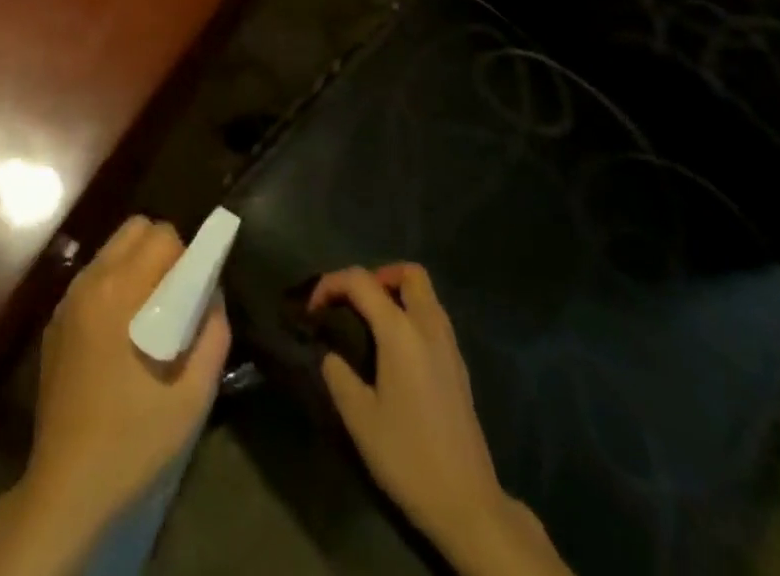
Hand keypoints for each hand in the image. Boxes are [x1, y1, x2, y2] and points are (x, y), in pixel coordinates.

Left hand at [0, 217, 228, 575]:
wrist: (67, 487)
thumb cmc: (134, 440)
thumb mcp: (193, 396)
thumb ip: (213, 335)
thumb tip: (212, 296)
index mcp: (120, 291)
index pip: (161, 235)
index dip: (186, 256)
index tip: (194, 293)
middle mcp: (90, 281)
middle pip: (134, 229)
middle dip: (161, 251)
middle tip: (175, 297)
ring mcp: (67, 300)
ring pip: (111, 250)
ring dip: (136, 266)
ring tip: (149, 315)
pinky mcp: (55, 322)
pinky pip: (92, 278)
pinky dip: (113, 285)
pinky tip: (120, 335)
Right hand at [312, 265, 569, 575]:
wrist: (468, 506)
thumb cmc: (408, 457)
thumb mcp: (359, 418)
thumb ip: (338, 374)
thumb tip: (330, 353)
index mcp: (401, 332)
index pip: (361, 281)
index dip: (330, 284)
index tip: (311, 309)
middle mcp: (429, 328)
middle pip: (409, 274)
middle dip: (377, 276)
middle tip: (353, 303)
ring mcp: (449, 347)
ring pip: (426, 294)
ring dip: (396, 294)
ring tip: (369, 323)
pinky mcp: (458, 368)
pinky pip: (434, 319)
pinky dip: (411, 316)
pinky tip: (394, 352)